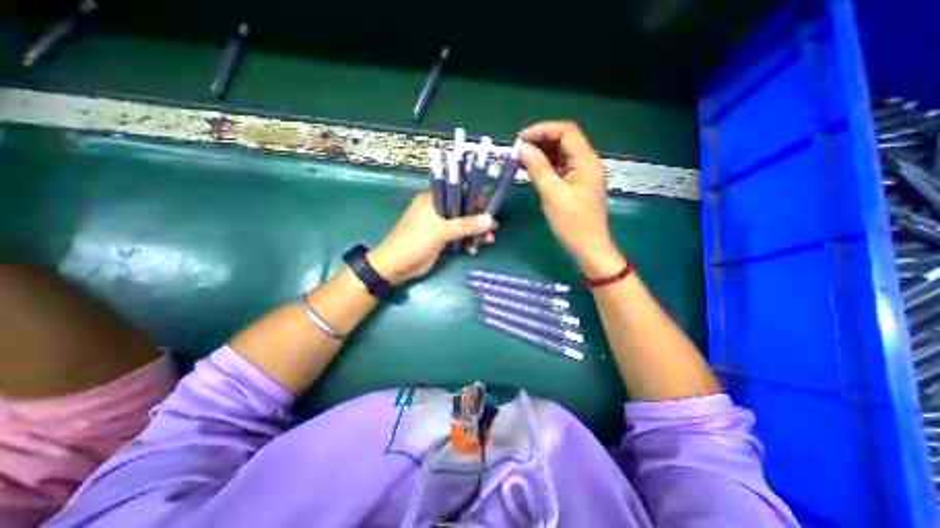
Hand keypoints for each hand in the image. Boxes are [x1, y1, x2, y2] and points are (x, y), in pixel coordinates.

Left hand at [367, 192, 497, 285]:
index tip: (489, 211)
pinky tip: (473, 250)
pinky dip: (466, 242)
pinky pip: (457, 237)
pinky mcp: (440, 239)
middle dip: (478, 220)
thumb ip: (466, 225)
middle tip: (492, 229)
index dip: (475, 201)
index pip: (459, 193)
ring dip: (474, 233)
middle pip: (463, 210)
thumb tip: (490, 220)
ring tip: (488, 241)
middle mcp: (436, 209)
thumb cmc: (415, 242)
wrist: (396, 266)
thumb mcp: (441, 231)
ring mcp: (438, 225)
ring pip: (462, 225)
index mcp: (433, 199)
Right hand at [521, 119, 621, 276]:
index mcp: (586, 161)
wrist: (588, 247)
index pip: (566, 131)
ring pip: (561, 154)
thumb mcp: (553, 194)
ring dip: (542, 154)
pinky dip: (546, 166)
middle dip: (540, 141)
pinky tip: (532, 170)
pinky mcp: (576, 184)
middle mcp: (587, 162)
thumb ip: (538, 169)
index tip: (520, 139)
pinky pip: (560, 168)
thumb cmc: (573, 223)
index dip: (542, 130)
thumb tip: (523, 148)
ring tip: (521, 159)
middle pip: (564, 140)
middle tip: (518, 150)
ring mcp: (582, 174)